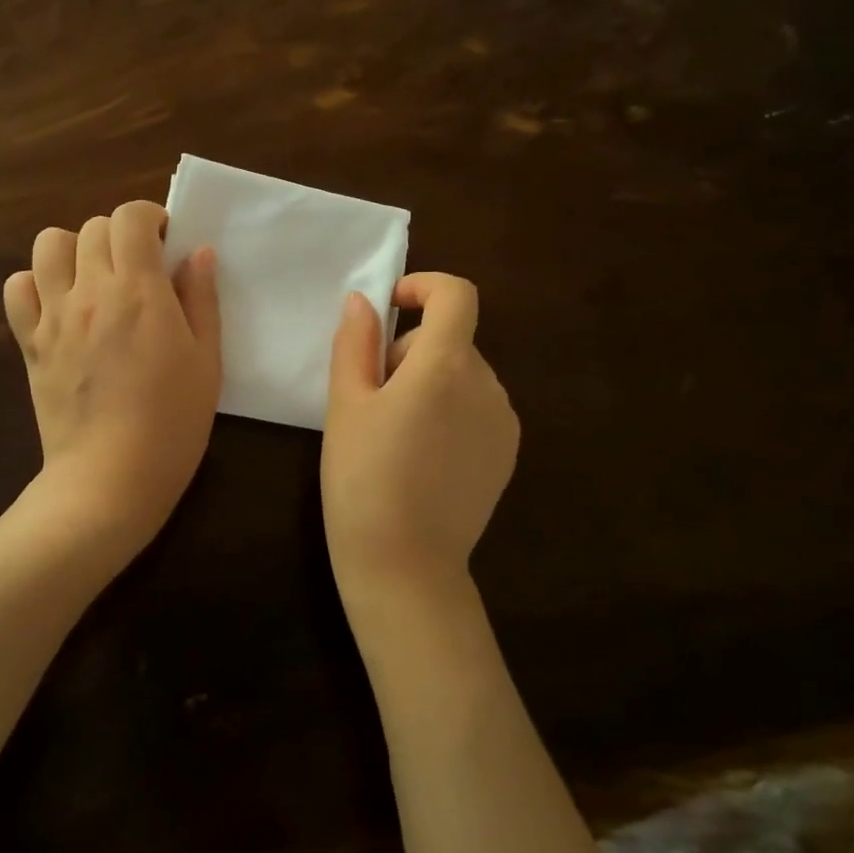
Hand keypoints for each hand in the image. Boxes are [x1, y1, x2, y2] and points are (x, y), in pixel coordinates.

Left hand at [3, 200, 221, 555]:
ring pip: (48, 245)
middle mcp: (90, 291)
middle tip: (139, 267)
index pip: (130, 217)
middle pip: (92, 227)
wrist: (110, 478)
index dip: (150, 217)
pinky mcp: (30, 343)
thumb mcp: (207, 360)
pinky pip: (17, 288)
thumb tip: (196, 252)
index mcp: (139, 290)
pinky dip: (35, 283)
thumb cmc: (173, 422)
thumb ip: (202, 299)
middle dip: (120, 235)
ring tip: (95, 278)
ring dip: (75, 249)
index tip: (165, 241)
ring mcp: (54, 316)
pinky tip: (59, 305)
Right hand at [322, 273, 519, 607]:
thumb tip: (363, 301)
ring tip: (394, 434)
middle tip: (372, 399)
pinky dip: (449, 412)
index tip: (389, 311)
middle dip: (410, 352)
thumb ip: (355, 343)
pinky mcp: (507, 453)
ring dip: (429, 383)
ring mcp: (503, 421)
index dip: (423, 287)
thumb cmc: (362, 478)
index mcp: (446, 365)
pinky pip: (477, 408)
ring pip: (462, 375)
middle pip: (451, 340)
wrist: (405, 564)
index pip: (457, 295)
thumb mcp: (346, 405)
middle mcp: (487, 384)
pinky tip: (422, 458)